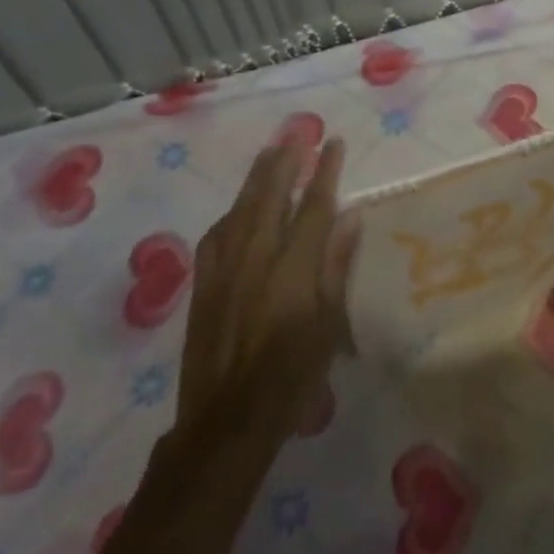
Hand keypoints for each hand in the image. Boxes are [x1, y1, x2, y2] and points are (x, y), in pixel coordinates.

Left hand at [177, 134, 354, 447]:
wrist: (226, 421)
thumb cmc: (291, 376)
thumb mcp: (329, 326)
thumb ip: (336, 266)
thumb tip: (350, 217)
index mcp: (292, 267)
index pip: (314, 206)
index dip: (325, 171)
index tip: (333, 143)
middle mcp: (256, 257)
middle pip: (272, 195)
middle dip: (286, 161)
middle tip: (297, 132)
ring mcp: (224, 269)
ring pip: (241, 208)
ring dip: (257, 177)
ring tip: (269, 152)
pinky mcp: (203, 285)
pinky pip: (216, 235)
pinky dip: (230, 213)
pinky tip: (236, 208)